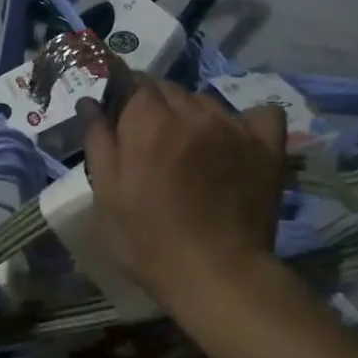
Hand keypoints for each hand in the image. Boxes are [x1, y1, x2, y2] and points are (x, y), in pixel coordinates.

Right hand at [80, 78, 286, 306]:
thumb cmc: (149, 241)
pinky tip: (234, 142)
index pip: (134, 82)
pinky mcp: (267, 146)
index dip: (124, 98)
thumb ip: (98, 142)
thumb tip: (91, 101)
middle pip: (169, 89)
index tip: (121, 120)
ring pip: (207, 101)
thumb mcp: (107, 196)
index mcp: (149, 123)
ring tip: (190, 149)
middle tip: (151, 143)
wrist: (217, 275)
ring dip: (193, 115)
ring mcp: (234, 127)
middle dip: (155, 106)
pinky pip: (259, 113)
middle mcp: (193, 113)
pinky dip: (245, 121)